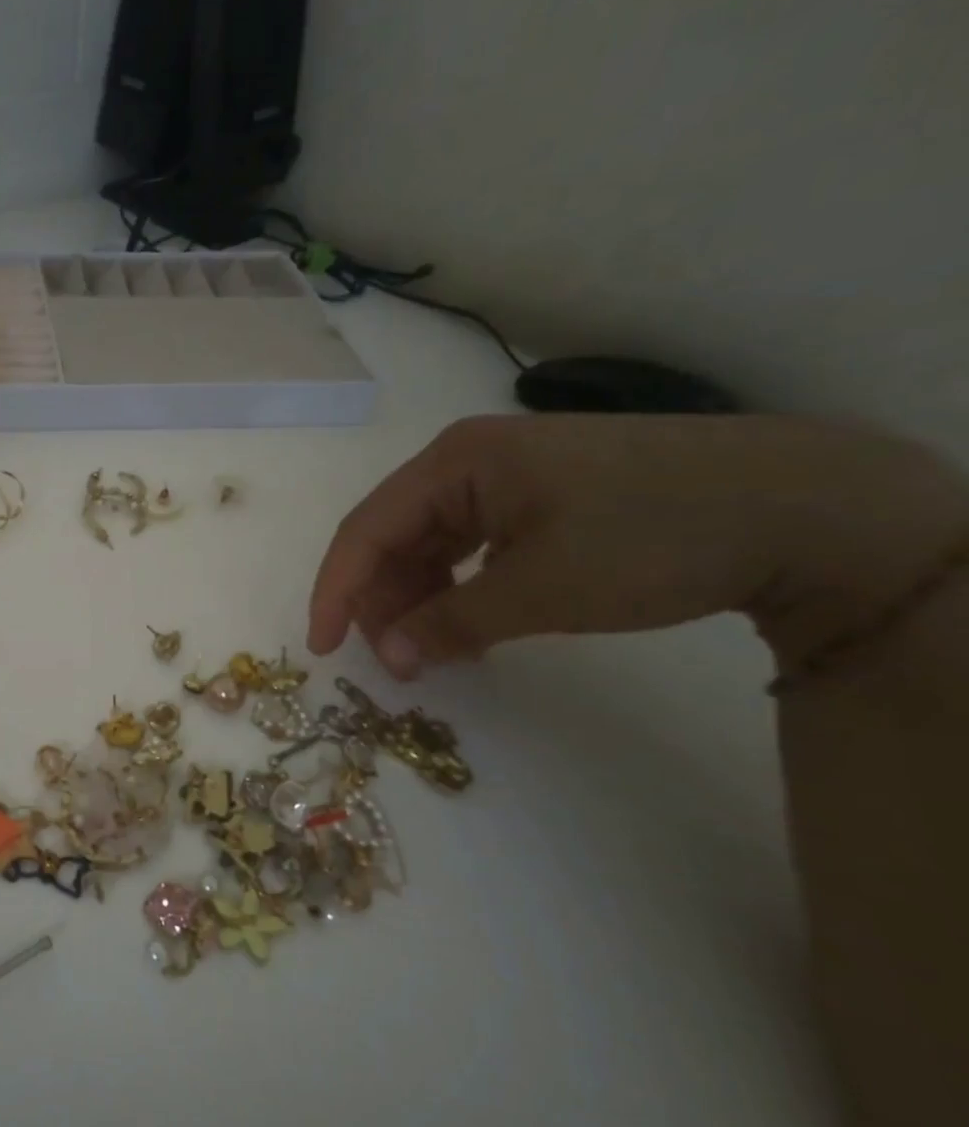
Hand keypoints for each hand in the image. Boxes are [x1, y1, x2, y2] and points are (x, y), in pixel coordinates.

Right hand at [308, 414, 968, 677]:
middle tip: (397, 664)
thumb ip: (450, 624)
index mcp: (454, 463)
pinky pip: (470, 547)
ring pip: (430, 546)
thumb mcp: (542, 589)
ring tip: (435, 652)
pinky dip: (459, 589)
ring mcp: (504, 478)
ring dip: (420, 600)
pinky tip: (471, 623)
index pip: (365, 530)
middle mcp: (466, 462)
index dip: (336, 592)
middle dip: (384, 602)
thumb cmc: (652, 536)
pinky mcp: (537, 498)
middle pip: (393, 537)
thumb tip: (390, 660)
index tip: (322, 649)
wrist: (804, 505)